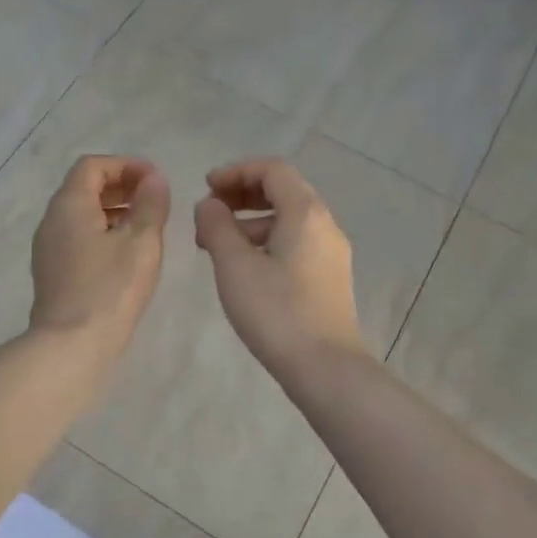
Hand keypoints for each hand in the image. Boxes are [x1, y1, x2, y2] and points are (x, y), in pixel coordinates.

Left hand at [29, 155, 170, 363]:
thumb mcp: (141, 242)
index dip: (126, 165)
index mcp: (69, 205)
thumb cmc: (110, 289)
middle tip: (154, 200)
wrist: (71, 346)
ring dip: (113, 211)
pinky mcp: (53, 274)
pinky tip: (127, 255)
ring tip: (146, 226)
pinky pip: (77, 239)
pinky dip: (102, 234)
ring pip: (81, 215)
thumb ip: (151, 205)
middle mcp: (52, 221)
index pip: (92, 166)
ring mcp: (48, 249)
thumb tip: (154, 179)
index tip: (155, 181)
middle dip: (120, 186)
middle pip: (84, 188)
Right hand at [194, 159, 369, 380]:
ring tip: (216, 245)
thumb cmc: (276, 311)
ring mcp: (330, 252)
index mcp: (305, 212)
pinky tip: (243, 268)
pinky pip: (294, 242)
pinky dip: (265, 241)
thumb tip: (209, 205)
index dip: (236, 171)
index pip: (272, 170)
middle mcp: (324, 224)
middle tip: (209, 212)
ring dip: (250, 221)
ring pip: (288, 219)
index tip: (206, 187)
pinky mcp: (329, 277)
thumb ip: (217, 226)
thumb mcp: (235, 265)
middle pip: (283, 191)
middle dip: (242, 195)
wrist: (325, 367)